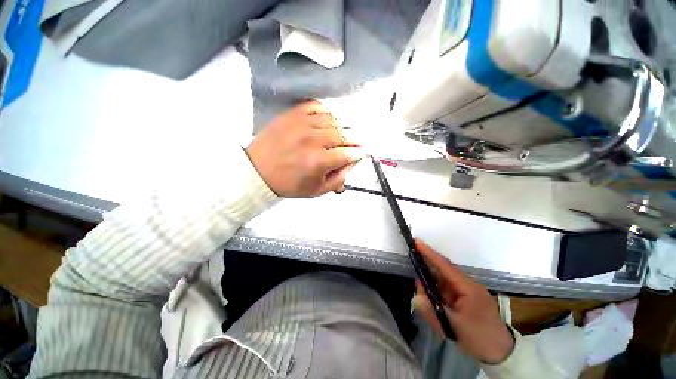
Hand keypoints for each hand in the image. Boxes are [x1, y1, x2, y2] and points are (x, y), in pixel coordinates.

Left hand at [246, 100, 362, 197]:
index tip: (359, 154)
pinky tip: (328, 118)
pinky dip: (327, 111)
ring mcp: (303, 124)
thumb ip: (338, 179)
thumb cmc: (288, 184)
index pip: (349, 153)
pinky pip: (317, 106)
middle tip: (356, 142)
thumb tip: (350, 164)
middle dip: (355, 139)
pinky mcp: (293, 114)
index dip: (358, 154)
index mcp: (319, 161)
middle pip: (344, 134)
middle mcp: (314, 140)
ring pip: (334, 118)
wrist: (257, 171)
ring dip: (344, 125)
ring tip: (344, 131)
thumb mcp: (317, 191)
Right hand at [412, 239, 514, 363]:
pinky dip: (435, 292)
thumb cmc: (480, 338)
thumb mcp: (455, 327)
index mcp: (467, 287)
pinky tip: (430, 299)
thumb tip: (414, 297)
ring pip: (442, 281)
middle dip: (426, 270)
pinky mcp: (463, 299)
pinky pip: (445, 290)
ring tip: (421, 294)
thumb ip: (433, 312)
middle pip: (442, 271)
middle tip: (414, 275)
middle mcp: (466, 285)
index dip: (429, 253)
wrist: (502, 354)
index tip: (416, 241)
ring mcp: (465, 292)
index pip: (445, 265)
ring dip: (430, 284)